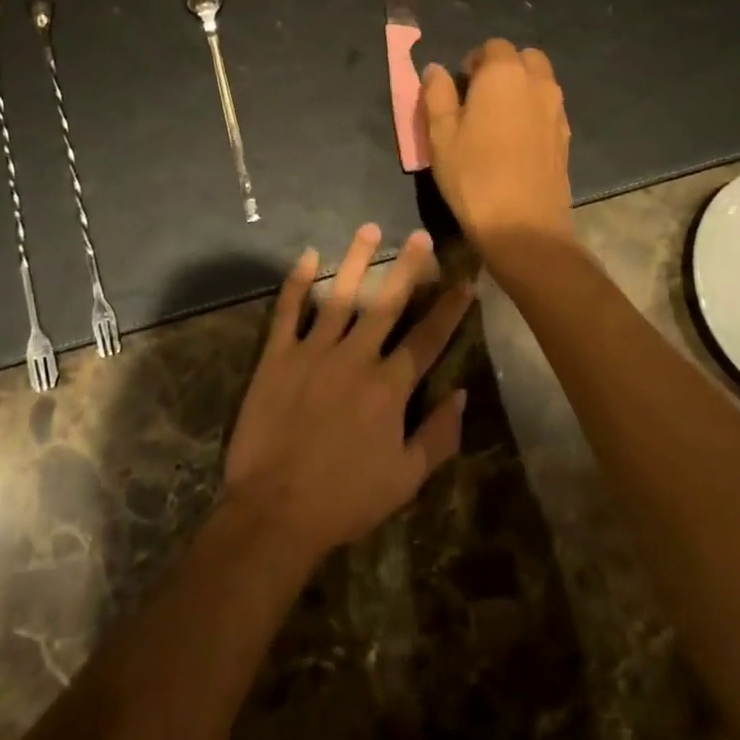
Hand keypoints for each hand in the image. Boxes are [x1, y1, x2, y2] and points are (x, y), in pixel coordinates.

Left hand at [222, 224, 471, 563]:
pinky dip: (297, 283)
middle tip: (421, 235)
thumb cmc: (345, 499)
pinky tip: (308, 257)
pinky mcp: (278, 356)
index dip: (449, 309)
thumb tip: (460, 394)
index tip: (464, 281)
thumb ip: (438, 436)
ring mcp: (314, 351)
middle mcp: (355, 357)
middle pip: (387, 303)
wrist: (275, 511)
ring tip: (370, 229)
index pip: (427, 338)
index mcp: (389, 386)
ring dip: (357, 260)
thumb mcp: (405, 479)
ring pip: (340, 295)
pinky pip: (288, 311)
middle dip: (408, 268)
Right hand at [419, 39, 573, 250]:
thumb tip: (436, 70)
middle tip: (479, 97)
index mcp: (504, 74)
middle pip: (524, 58)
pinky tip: (515, 140)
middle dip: (503, 68)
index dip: (474, 61)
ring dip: (521, 87)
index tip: (460, 86)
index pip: (492, 46)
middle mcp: (537, 83)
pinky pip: (549, 107)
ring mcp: (557, 109)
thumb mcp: (440, 134)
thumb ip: (437, 94)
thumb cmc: (473, 175)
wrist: (524, 226)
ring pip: (541, 81)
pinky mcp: (566, 136)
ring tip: (497, 119)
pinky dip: (533, 110)